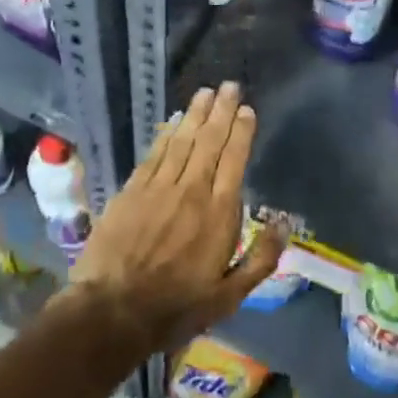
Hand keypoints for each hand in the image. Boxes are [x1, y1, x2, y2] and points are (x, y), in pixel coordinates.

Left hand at [69, 82, 284, 349]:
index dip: (241, 132)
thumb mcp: (230, 295)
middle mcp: (191, 190)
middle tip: (229, 86)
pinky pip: (154, 154)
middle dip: (221, 111)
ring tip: (205, 93)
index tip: (246, 110)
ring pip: (181, 141)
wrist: (112, 311)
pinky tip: (172, 122)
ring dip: (194, 114)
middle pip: (209, 141)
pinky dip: (165, 134)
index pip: (234, 160)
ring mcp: (158, 188)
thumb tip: (285, 223)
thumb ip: (261, 257)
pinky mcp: (131, 192)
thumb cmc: (176, 306)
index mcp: (219, 213)